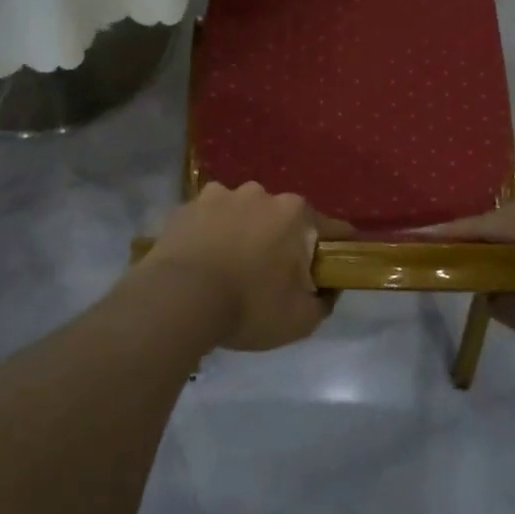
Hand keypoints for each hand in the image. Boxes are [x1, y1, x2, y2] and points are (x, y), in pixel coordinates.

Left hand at [144, 183, 350, 351]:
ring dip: (243, 233)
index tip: (330, 271)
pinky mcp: (186, 206)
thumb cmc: (249, 306)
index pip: (332, 229)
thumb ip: (324, 301)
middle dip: (282, 241)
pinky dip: (210, 234)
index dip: (336, 251)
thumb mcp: (301, 319)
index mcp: (295, 214)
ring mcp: (220, 195)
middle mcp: (261, 194)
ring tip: (230, 268)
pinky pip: (208, 219)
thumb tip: (327, 288)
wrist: (179, 299)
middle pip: (283, 218)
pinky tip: (202, 261)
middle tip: (272, 277)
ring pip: (243, 214)